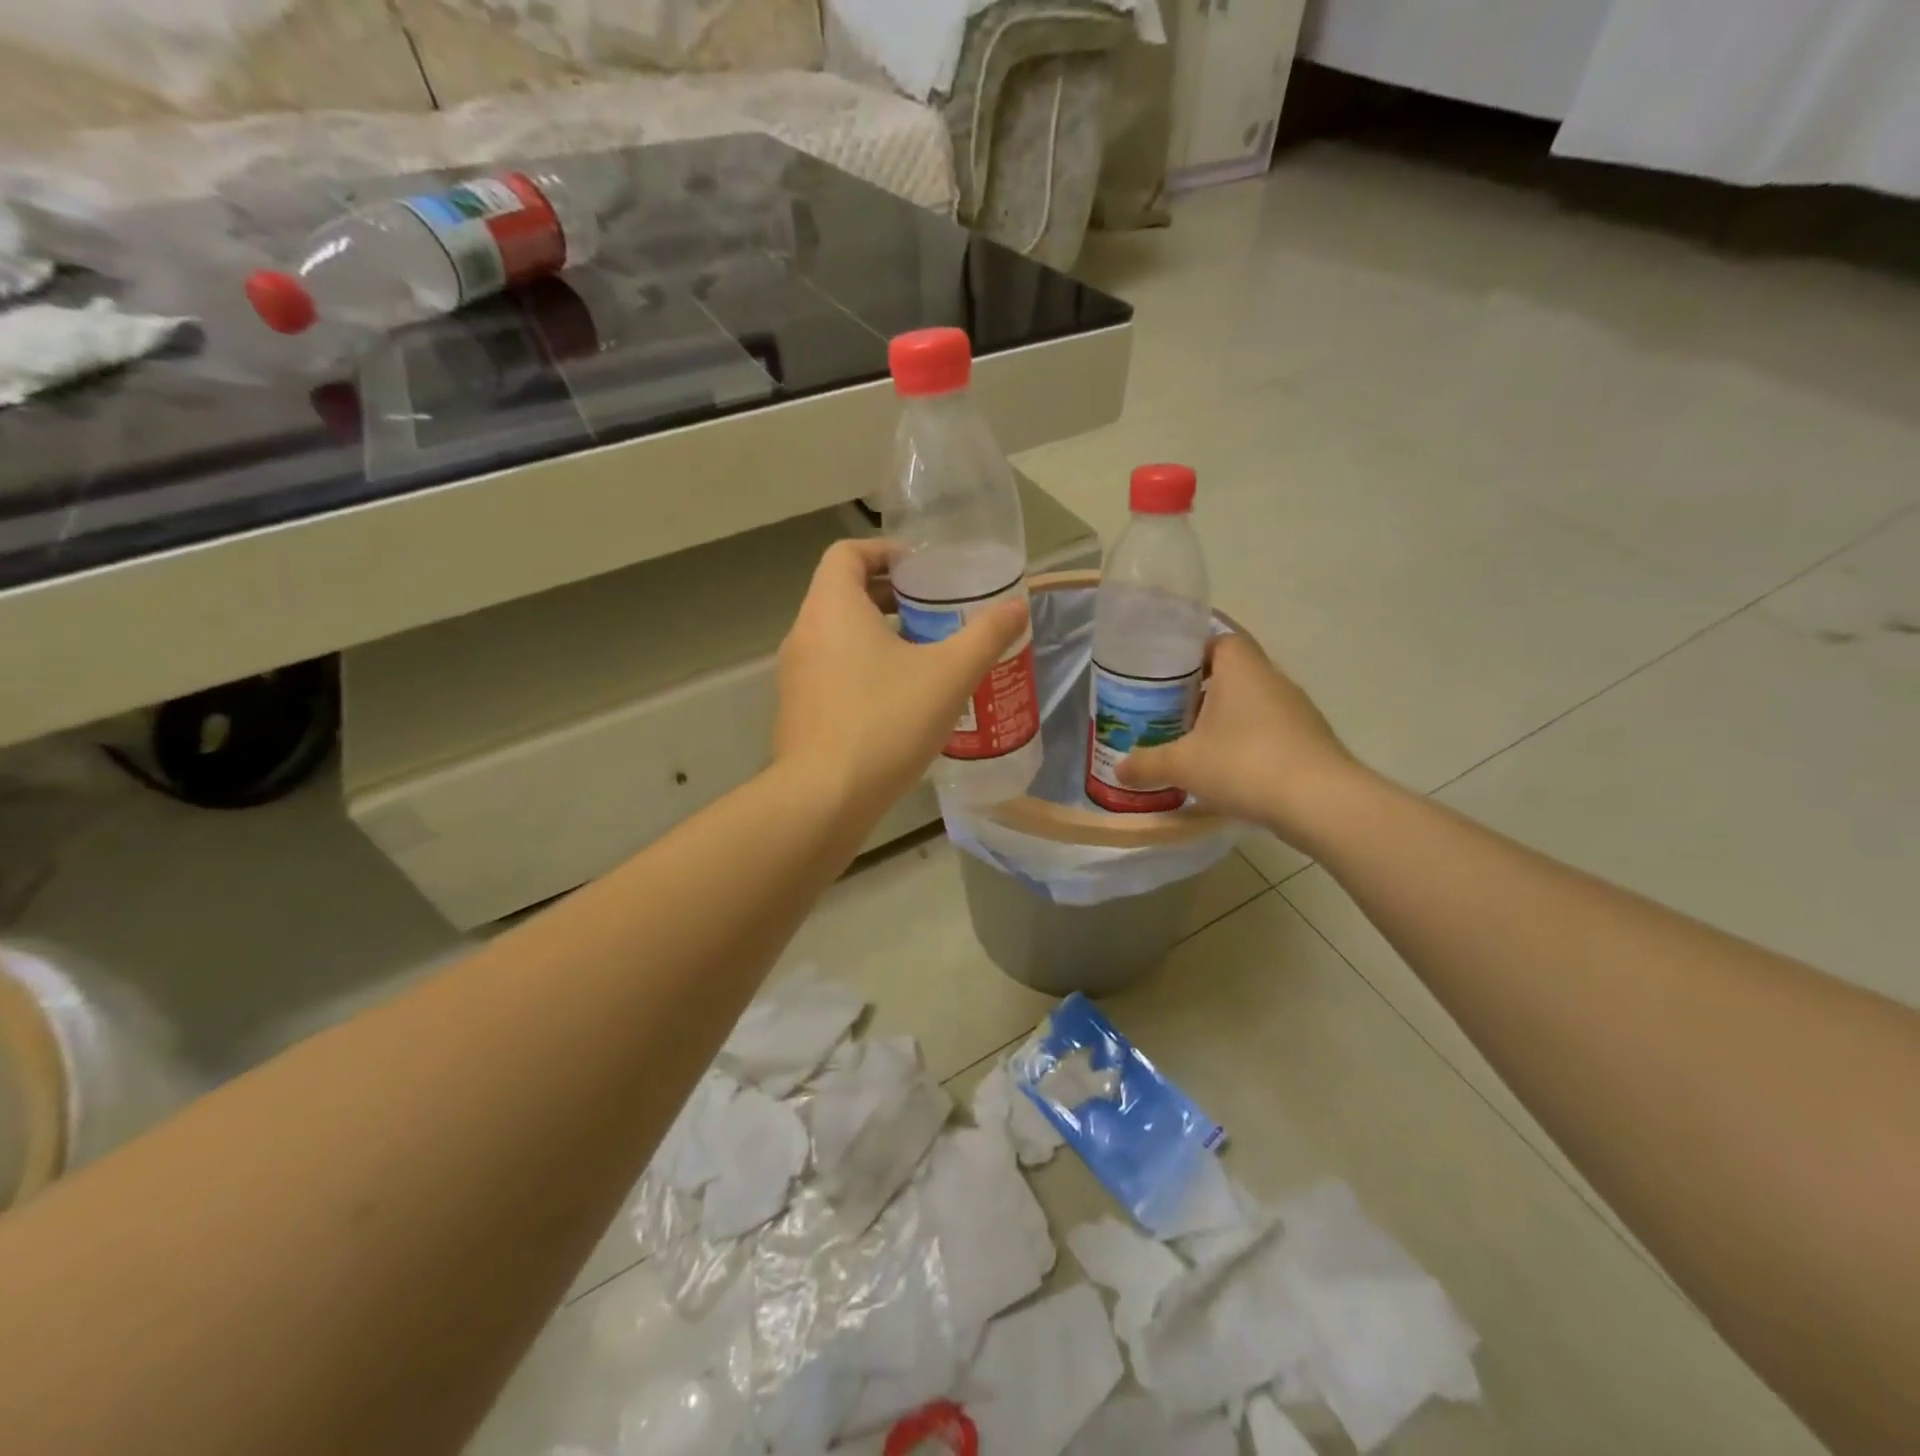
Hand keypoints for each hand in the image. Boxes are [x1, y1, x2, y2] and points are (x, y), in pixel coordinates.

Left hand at [774, 539, 1027, 817]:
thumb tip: (1018, 607)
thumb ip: (986, 635)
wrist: (825, 798)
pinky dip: (862, 668)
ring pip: (837, 636)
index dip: (885, 551)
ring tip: (924, 654)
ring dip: (877, 634)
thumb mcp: (949, 675)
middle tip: (935, 610)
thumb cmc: (886, 722)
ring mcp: (795, 676)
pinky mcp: (797, 711)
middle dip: (890, 595)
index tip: (923, 569)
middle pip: (842, 593)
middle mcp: (804, 633)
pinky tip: (899, 700)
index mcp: (832, 608)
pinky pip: (831, 671)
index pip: (848, 553)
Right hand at [1117, 632, 1360, 844]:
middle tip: (1172, 714)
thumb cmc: (1244, 764)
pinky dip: (1250, 744)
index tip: (1169, 678)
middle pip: (1235, 674)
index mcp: (1242, 669)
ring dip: (1228, 720)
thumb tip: (1119, 769)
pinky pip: (1271, 731)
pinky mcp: (1311, 740)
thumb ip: (1148, 764)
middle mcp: (1273, 680)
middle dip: (1204, 692)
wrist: (1320, 802)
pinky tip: (1231, 771)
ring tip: (1197, 745)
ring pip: (1253, 704)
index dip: (1193, 655)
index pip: (1220, 641)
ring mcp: (1298, 711)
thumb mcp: (1183, 765)